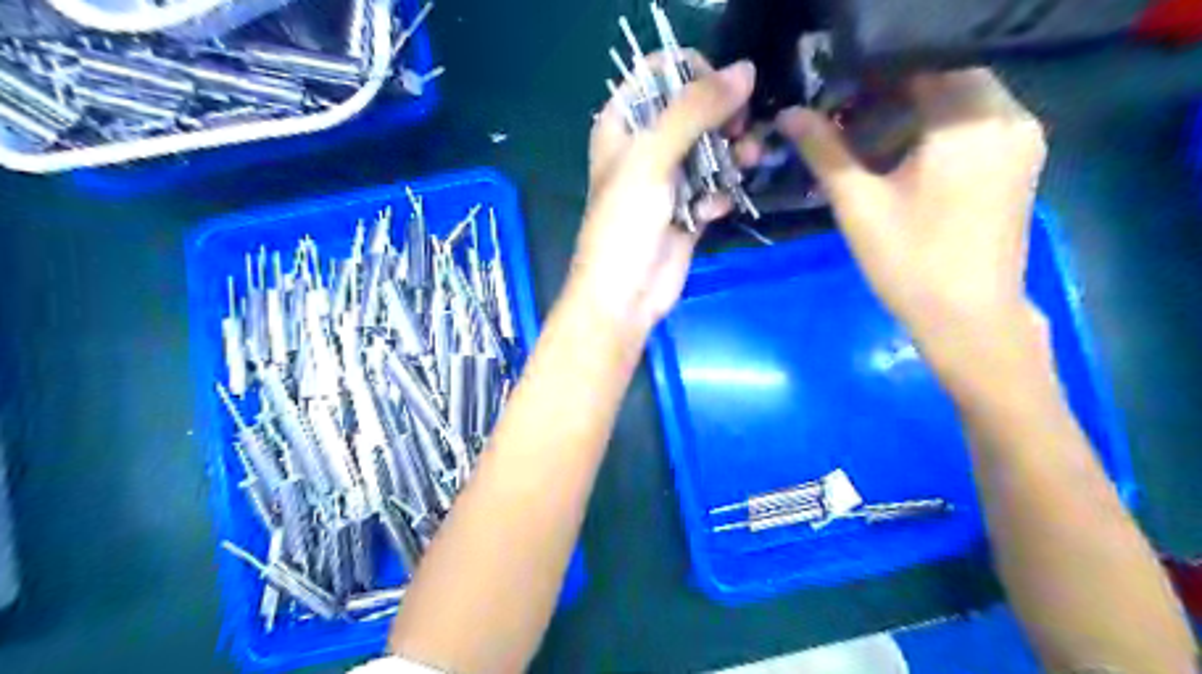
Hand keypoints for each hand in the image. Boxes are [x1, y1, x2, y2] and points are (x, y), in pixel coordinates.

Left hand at [568, 58, 754, 337]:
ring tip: (748, 162)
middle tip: (741, 129)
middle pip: (694, 109)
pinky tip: (712, 211)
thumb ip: (695, 110)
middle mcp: (646, 146)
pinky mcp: (688, 209)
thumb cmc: (626, 222)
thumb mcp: (653, 157)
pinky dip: (720, 194)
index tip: (724, 93)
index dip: (696, 74)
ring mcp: (669, 179)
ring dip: (732, 154)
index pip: (662, 73)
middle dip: (723, 116)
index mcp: (623, 123)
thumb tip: (746, 70)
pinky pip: (715, 187)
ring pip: (712, 148)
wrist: (625, 295)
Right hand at [774, 68, 1049, 384]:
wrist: (968, 320)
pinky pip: (974, 125)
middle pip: (942, 79)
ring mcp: (1020, 139)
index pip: (919, 65)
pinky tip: (901, 163)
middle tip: (842, 125)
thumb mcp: (858, 204)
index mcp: (970, 120)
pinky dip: (935, 132)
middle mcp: (1008, 116)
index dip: (870, 77)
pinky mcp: (1019, 163)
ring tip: (864, 146)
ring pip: (958, 101)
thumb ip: (823, 151)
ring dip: (910, 113)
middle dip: (889, 95)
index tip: (833, 101)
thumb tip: (788, 114)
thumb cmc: (909, 262)